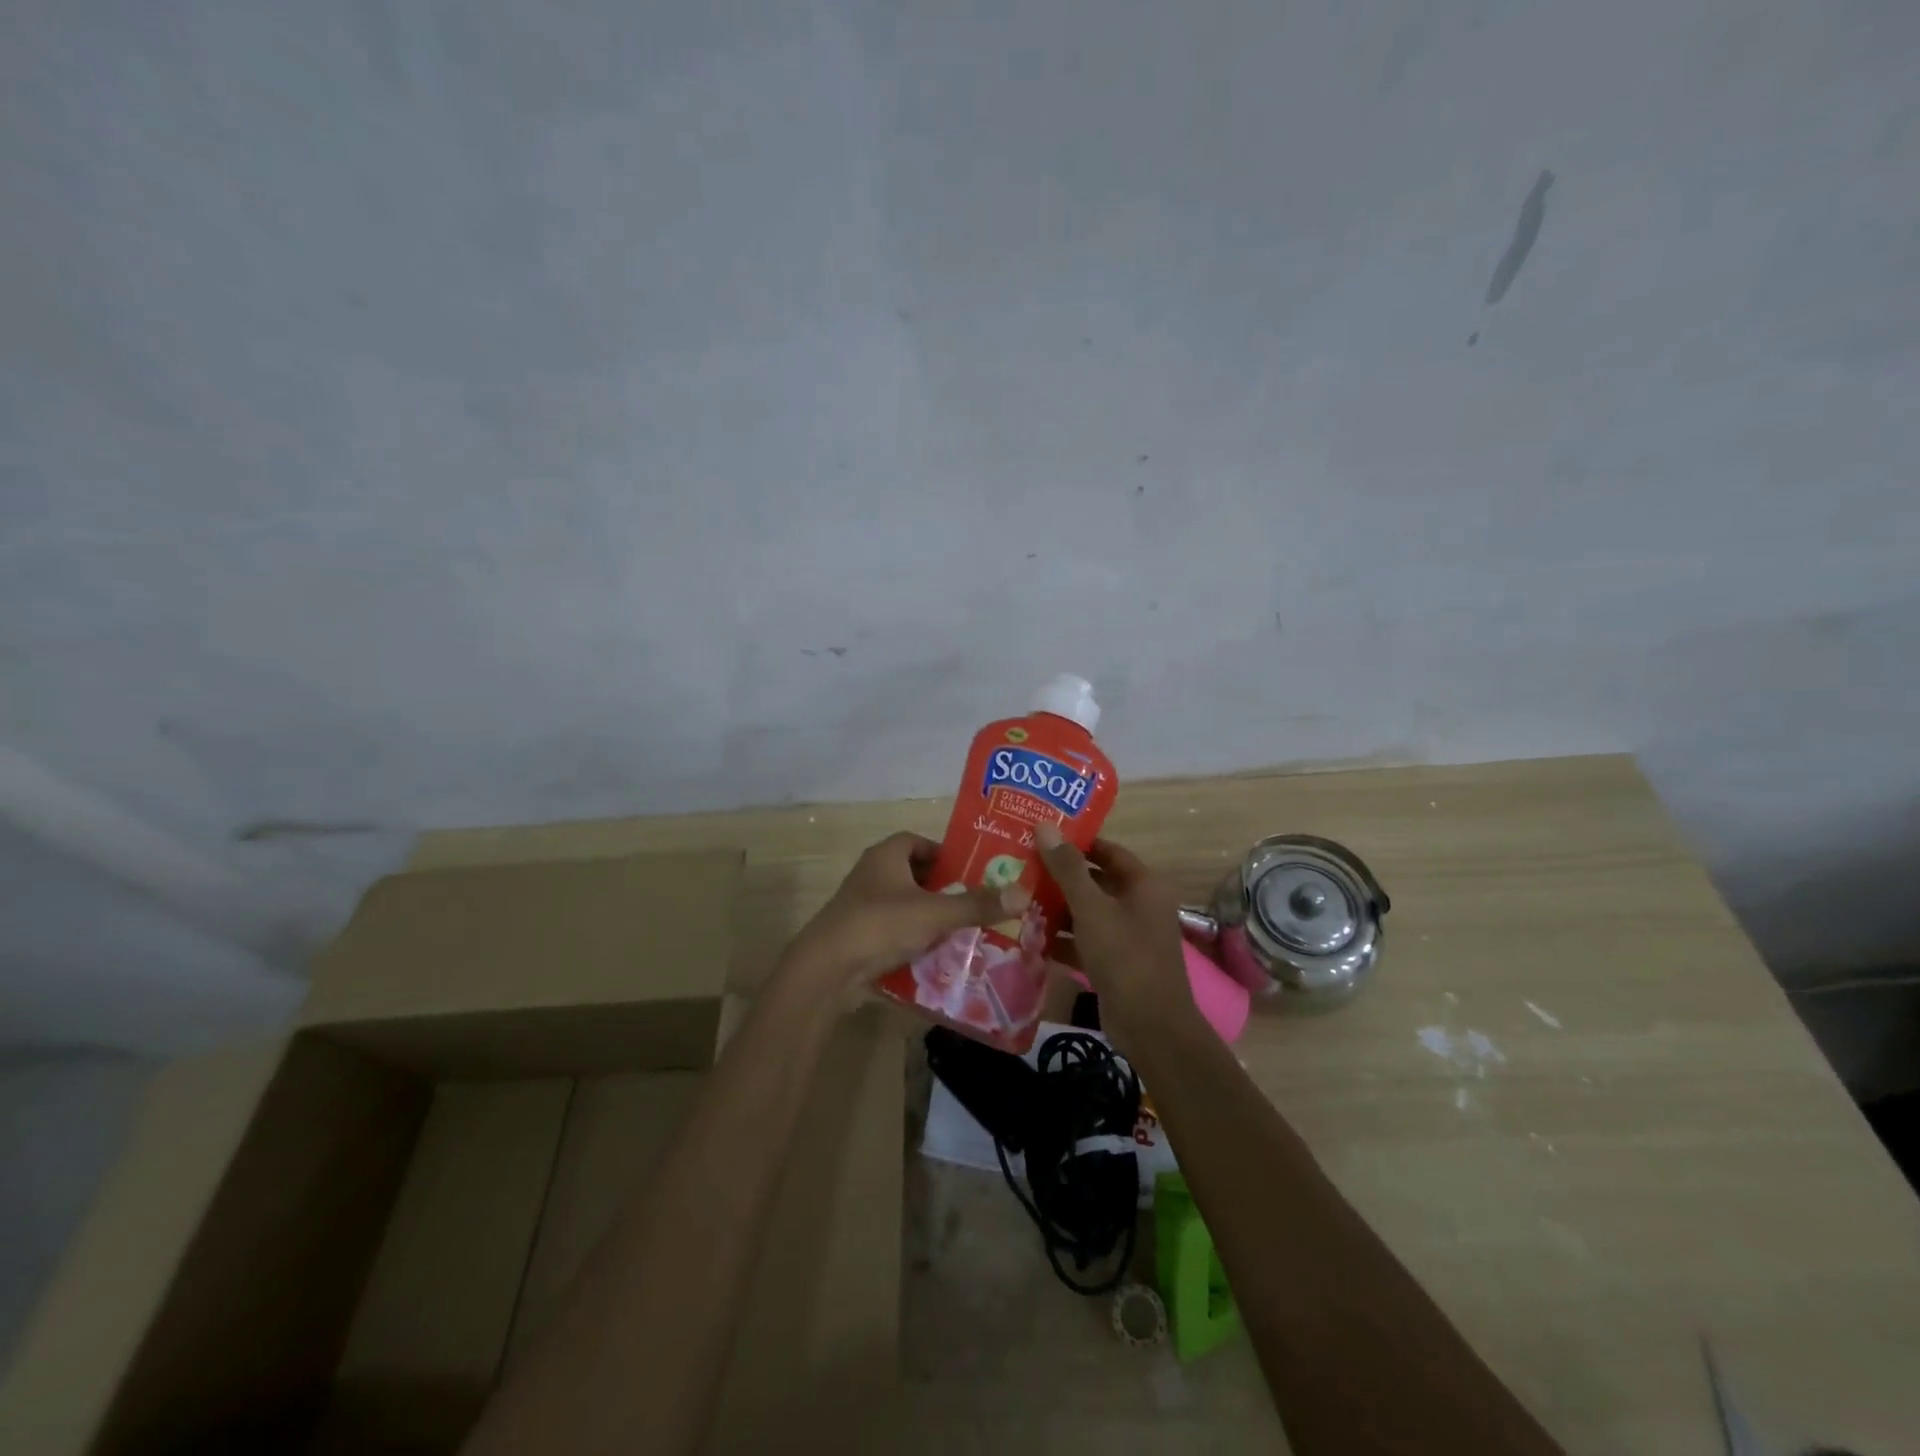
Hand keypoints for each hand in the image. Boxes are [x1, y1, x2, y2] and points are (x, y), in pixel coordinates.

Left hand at [784, 832, 1031, 988]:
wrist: (827, 969)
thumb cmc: (880, 924)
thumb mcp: (935, 913)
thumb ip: (976, 904)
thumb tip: (1023, 893)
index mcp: (886, 855)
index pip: (918, 842)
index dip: (944, 853)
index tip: (970, 870)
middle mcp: (871, 874)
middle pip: (913, 873)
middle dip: (941, 886)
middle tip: (973, 901)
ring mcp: (861, 906)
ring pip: (903, 904)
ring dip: (928, 914)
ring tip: (962, 929)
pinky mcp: (858, 935)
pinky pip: (893, 930)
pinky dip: (912, 938)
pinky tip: (936, 954)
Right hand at [1034, 823, 1193, 1036]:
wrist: (1151, 1026)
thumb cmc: (1125, 956)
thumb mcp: (1091, 908)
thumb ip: (1067, 869)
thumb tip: (1045, 826)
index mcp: (1143, 885)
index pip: (1108, 851)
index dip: (1077, 842)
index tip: (1041, 836)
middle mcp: (1138, 905)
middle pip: (1095, 881)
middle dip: (1059, 876)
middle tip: (1020, 864)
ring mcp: (1127, 936)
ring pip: (1087, 912)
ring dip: (1056, 908)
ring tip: (1016, 897)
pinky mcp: (1114, 962)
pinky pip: (1084, 940)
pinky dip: (1062, 938)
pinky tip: (1029, 935)